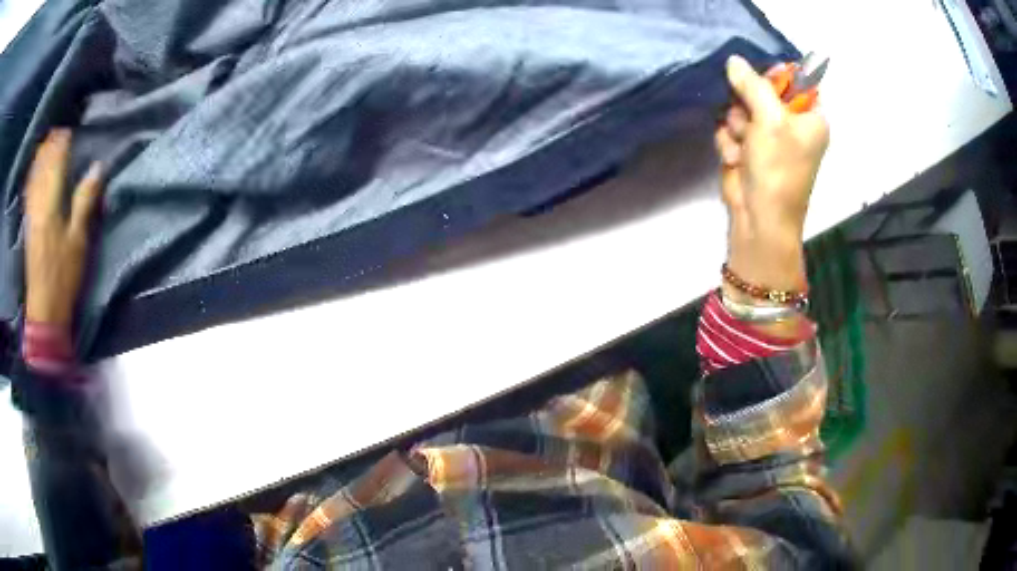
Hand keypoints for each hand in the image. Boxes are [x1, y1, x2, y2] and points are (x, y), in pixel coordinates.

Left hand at [24, 129, 102, 328]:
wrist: (44, 309)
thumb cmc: (63, 275)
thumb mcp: (79, 239)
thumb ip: (85, 200)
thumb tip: (98, 167)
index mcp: (51, 202)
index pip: (56, 160)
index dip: (63, 142)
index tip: (72, 129)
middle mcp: (38, 202)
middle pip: (42, 164)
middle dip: (50, 145)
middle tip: (60, 132)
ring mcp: (31, 214)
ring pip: (34, 176)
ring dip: (41, 158)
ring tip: (48, 144)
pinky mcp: (28, 226)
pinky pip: (29, 192)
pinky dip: (32, 177)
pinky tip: (35, 172)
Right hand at [715, 55, 829, 292]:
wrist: (759, 218)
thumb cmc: (777, 169)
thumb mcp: (769, 120)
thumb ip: (753, 85)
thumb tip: (734, 60)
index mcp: (811, 117)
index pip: (795, 80)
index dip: (774, 76)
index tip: (758, 81)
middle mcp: (791, 124)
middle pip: (761, 90)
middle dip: (747, 103)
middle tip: (749, 121)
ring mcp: (768, 136)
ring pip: (741, 108)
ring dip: (736, 126)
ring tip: (744, 147)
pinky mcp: (748, 148)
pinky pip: (731, 128)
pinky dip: (729, 142)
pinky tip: (736, 159)